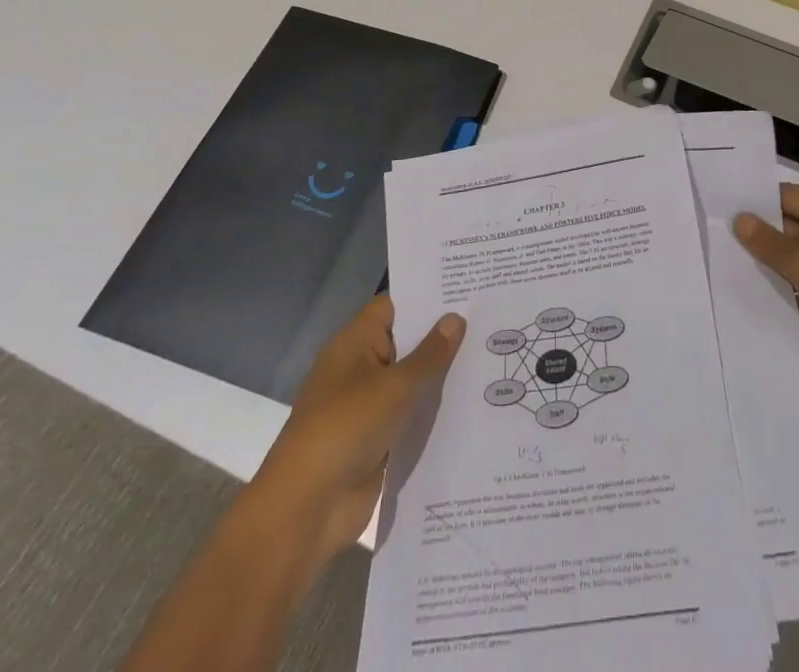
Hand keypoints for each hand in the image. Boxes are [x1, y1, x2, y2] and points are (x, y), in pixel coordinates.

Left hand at [251, 295, 464, 565]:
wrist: (306, 510)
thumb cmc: (346, 428)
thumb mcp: (394, 386)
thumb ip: (429, 354)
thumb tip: (455, 317)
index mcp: (354, 344)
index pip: (394, 306)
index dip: (427, 296)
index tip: (467, 288)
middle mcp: (359, 369)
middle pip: (405, 342)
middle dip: (441, 335)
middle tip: (490, 319)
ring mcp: (367, 406)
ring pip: (410, 381)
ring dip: (441, 376)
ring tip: (492, 356)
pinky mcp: (376, 441)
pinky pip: (410, 416)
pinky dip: (433, 411)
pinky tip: (472, 403)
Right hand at [735, 183, 798, 404]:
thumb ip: (770, 242)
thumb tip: (740, 219)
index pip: (790, 197)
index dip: (757, 201)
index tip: (720, 205)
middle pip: (788, 227)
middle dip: (755, 233)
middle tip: (711, 232)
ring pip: (789, 261)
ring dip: (762, 264)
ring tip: (716, 259)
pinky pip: (794, 290)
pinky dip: (774, 290)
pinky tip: (739, 291)